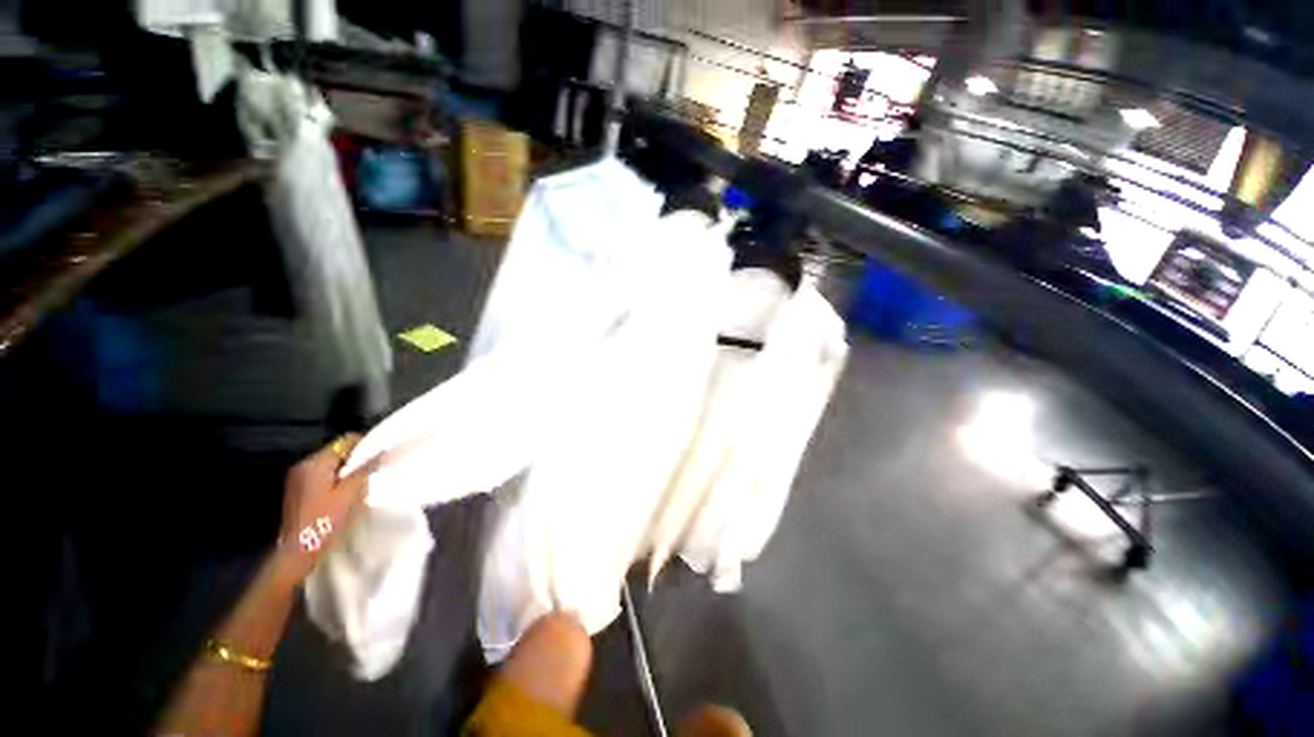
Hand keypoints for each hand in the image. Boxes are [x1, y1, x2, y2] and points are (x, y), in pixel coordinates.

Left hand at [275, 433, 375, 584]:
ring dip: (347, 471)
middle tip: (376, 470)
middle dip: (357, 459)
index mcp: (314, 463)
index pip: (345, 441)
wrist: (297, 553)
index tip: (382, 455)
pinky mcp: (298, 491)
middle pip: (337, 452)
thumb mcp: (350, 493)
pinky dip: (337, 480)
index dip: (366, 445)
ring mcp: (298, 479)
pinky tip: (346, 493)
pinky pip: (323, 476)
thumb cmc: (324, 521)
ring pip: (331, 465)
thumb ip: (365, 469)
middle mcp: (303, 466)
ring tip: (363, 483)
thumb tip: (381, 452)